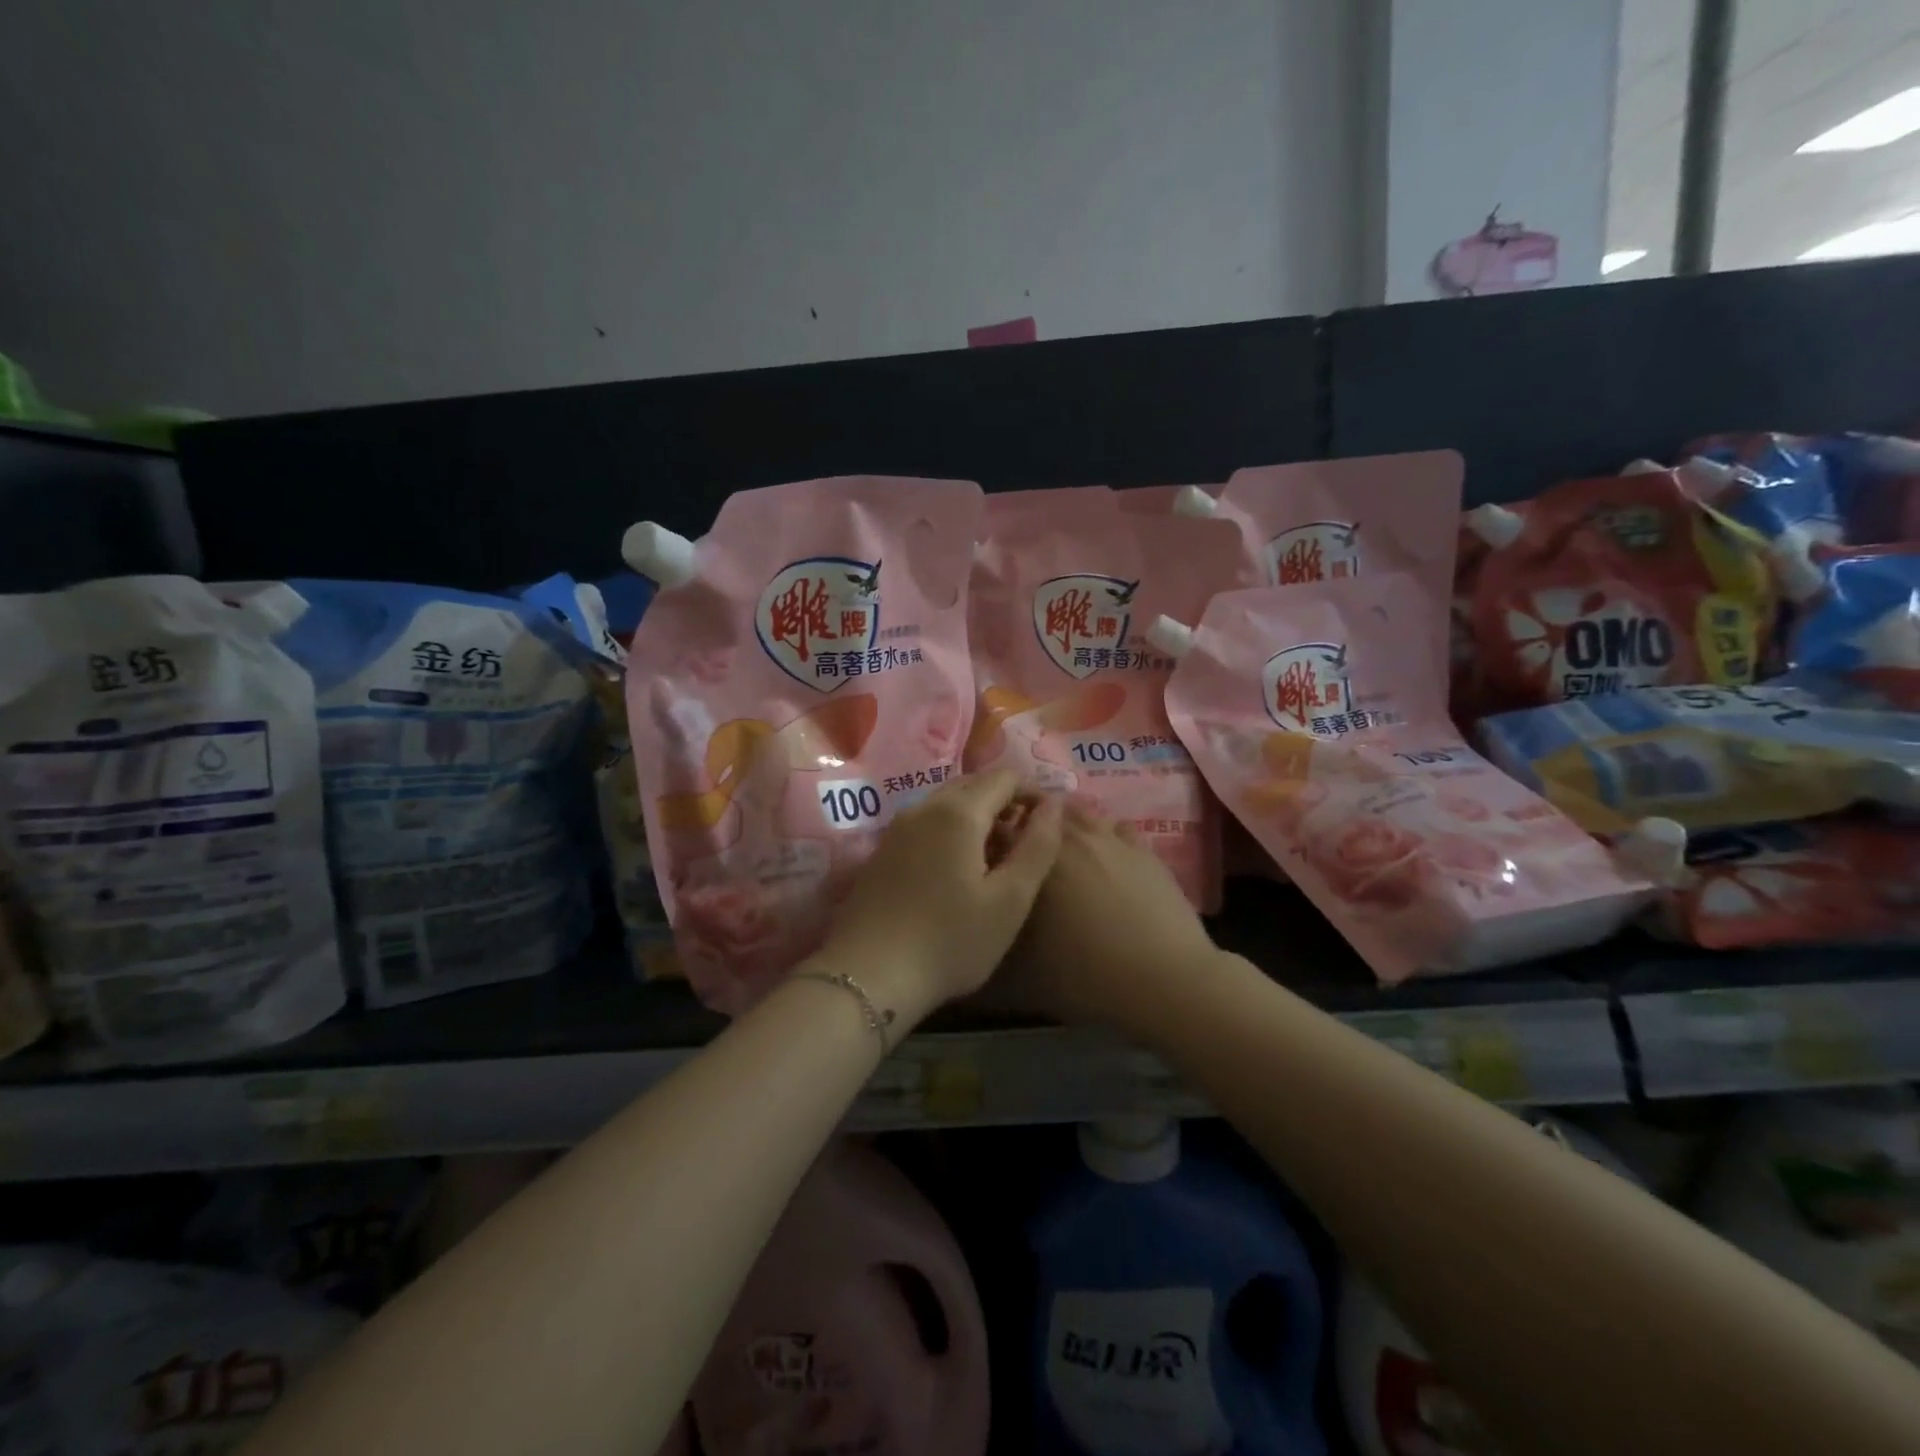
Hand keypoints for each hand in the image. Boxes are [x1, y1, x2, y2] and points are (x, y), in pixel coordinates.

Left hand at [813, 769, 1063, 1026]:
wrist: (868, 976)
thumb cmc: (950, 941)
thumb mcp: (1010, 900)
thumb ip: (1038, 846)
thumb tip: (1054, 804)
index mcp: (959, 812)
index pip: (1005, 777)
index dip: (1034, 792)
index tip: (1050, 823)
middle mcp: (924, 807)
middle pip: (973, 784)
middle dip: (1005, 800)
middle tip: (1026, 839)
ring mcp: (898, 828)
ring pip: (947, 802)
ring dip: (978, 814)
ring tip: (997, 854)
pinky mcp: (882, 850)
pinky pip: (926, 822)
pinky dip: (951, 829)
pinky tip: (958, 867)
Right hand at [993, 808, 1223, 1034]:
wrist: (1164, 980)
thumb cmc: (1085, 975)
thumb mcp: (1022, 971)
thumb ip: (994, 938)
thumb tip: (978, 925)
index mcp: (1033, 857)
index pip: (999, 829)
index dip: (987, 838)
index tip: (983, 856)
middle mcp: (1069, 836)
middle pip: (1039, 811)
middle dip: (1025, 824)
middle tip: (1020, 852)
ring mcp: (1109, 837)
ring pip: (1079, 813)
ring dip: (1063, 824)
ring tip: (1060, 849)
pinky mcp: (1143, 849)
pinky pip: (1115, 828)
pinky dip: (1103, 835)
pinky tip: (1103, 858)